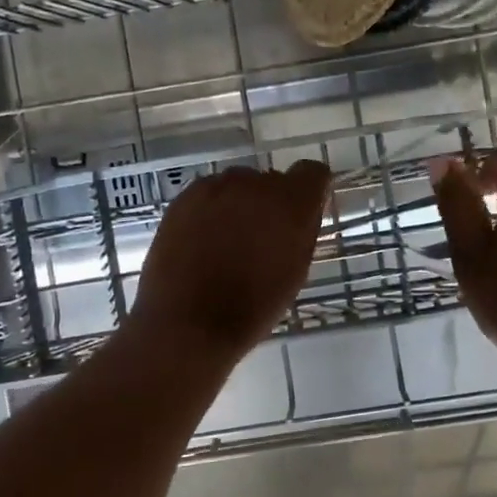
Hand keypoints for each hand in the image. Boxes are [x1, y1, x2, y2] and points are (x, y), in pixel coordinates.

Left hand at [129, 160, 330, 362]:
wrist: (188, 323)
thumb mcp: (295, 272)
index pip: (312, 173)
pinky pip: (208, 196)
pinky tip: (202, 243)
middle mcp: (254, 184)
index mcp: (290, 203)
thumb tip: (303, 211)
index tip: (303, 214)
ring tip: (227, 244)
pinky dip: (210, 212)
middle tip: (261, 239)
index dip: (310, 191)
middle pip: (272, 180)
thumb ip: (302, 231)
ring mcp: (215, 187)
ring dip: (239, 206)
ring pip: (237, 187)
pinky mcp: (183, 198)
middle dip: (270, 203)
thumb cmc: (253, 308)